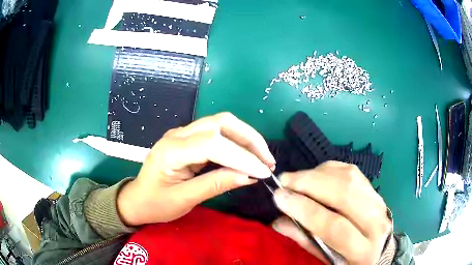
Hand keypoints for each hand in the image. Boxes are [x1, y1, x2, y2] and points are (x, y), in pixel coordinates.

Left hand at [118, 112, 274, 225]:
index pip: (213, 144)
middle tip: (268, 162)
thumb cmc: (156, 204)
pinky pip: (218, 133)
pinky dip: (237, 143)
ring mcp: (183, 133)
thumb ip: (216, 184)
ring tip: (263, 159)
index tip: (263, 172)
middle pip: (221, 123)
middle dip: (250, 139)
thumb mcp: (185, 199)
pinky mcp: (189, 138)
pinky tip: (247, 156)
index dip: (242, 156)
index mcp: (171, 150)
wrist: (137, 199)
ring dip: (246, 138)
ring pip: (222, 124)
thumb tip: (250, 176)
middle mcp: (178, 134)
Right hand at [272, 161, 391, 264]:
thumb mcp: (328, 259)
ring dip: (318, 174)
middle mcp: (376, 223)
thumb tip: (278, 220)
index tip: (280, 197)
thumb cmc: (349, 260)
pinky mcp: (374, 189)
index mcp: (363, 250)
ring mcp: (378, 202)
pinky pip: (351, 171)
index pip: (335, 227)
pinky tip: (315, 174)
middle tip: (285, 181)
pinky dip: (329, 169)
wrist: (380, 248)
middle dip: (310, 184)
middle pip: (345, 194)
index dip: (305, 210)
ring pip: (349, 178)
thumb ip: (305, 240)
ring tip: (296, 178)